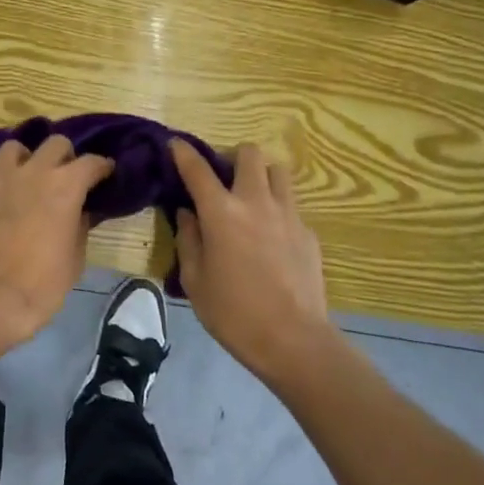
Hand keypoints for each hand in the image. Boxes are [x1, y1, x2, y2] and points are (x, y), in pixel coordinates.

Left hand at [0, 136, 114, 351]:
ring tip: (25, 180)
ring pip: (14, 149)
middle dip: (65, 157)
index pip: (91, 162)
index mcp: (64, 186)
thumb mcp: (75, 258)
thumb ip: (80, 224)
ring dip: (25, 161)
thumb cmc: (41, 286)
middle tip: (64, 177)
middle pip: (55, 144)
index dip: (101, 168)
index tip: (104, 175)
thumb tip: (79, 210)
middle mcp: (31, 170)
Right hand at [171, 139, 336, 384]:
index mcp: (221, 213)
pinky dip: (277, 210)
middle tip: (224, 179)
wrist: (293, 340)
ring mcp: (287, 214)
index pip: (197, 169)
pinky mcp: (308, 232)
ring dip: (261, 176)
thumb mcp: (195, 280)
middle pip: (249, 154)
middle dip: (233, 157)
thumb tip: (188, 214)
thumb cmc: (233, 313)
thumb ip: (189, 240)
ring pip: (278, 171)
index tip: (175, 144)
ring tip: (252, 199)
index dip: (183, 152)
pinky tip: (271, 238)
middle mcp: (255, 202)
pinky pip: (291, 206)